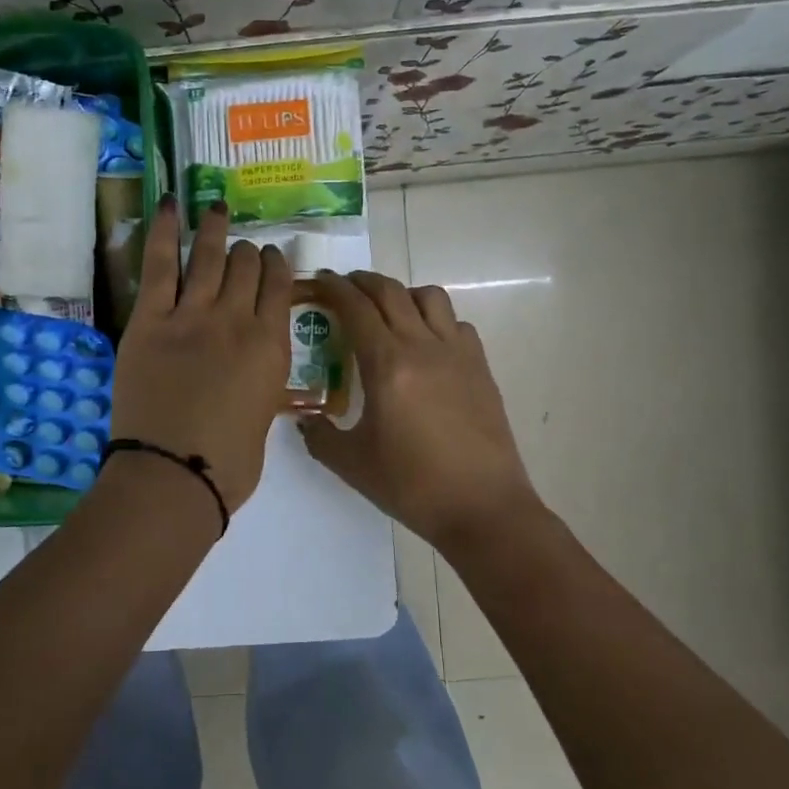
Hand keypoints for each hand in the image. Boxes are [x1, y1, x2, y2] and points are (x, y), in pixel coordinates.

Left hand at [108, 197, 291, 513]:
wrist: (174, 474)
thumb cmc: (228, 464)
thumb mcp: (263, 417)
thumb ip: (261, 379)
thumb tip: (251, 366)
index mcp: (271, 346)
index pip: (280, 287)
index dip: (276, 266)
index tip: (272, 258)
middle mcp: (237, 320)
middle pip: (246, 267)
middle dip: (247, 252)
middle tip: (242, 248)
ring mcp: (191, 315)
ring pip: (208, 257)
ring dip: (214, 228)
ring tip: (216, 206)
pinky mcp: (150, 320)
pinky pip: (159, 265)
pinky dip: (164, 230)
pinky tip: (170, 204)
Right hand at [300, 272, 541, 548]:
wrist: (483, 507)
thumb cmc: (412, 486)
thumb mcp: (352, 465)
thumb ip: (320, 436)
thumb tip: (305, 420)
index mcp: (388, 365)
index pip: (356, 308)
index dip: (334, 288)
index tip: (319, 281)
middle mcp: (423, 346)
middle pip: (391, 292)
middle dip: (363, 282)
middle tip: (344, 288)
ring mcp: (457, 354)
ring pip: (429, 297)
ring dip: (402, 294)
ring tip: (388, 312)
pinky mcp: (480, 368)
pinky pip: (456, 324)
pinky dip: (436, 320)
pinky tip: (427, 345)